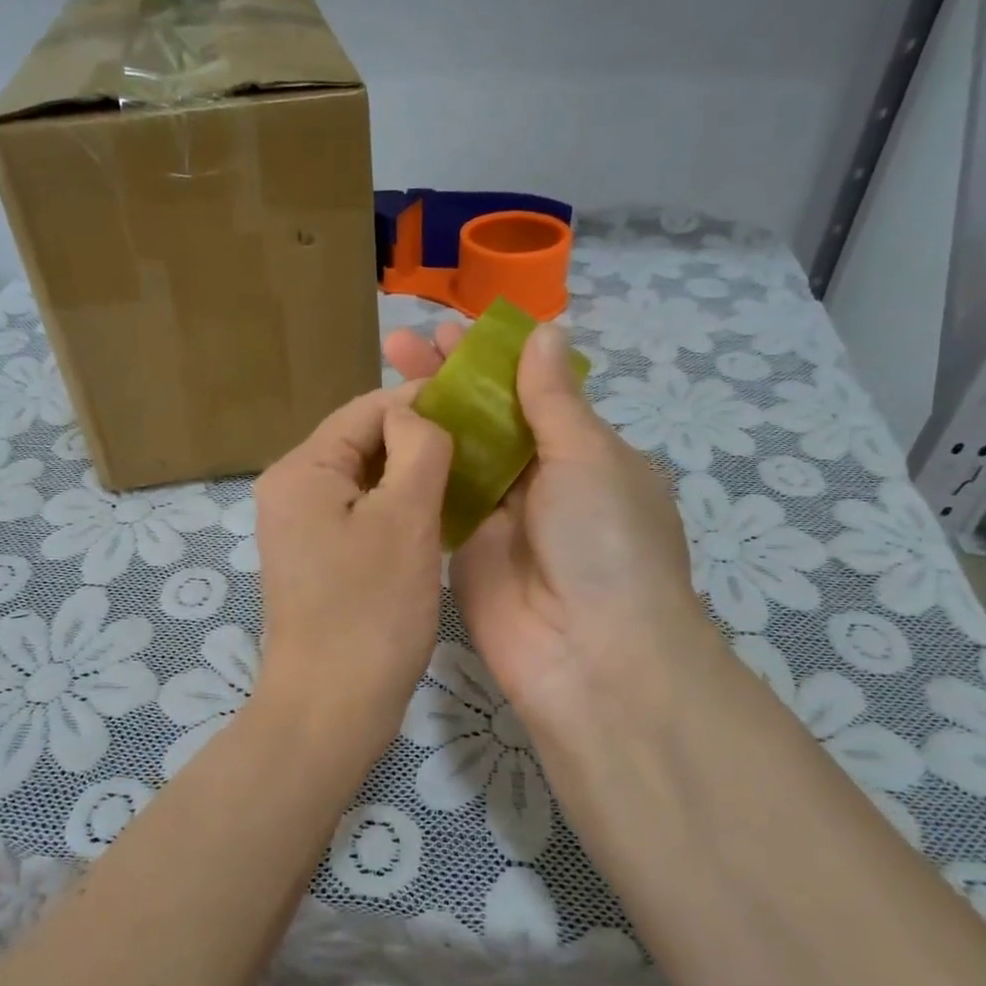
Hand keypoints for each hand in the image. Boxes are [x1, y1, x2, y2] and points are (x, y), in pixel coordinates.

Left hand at [252, 385, 452, 754]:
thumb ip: (417, 449)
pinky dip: (396, 510)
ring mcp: (300, 527)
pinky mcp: (317, 558)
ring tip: (465, 480)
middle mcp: (290, 489)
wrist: (330, 708)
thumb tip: (417, 414)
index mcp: (301, 469)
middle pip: (362, 442)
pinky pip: (360, 514)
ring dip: (411, 477)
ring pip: (365, 480)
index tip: (477, 412)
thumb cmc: (371, 612)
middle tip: (478, 450)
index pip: (366, 409)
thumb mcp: (405, 519)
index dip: (422, 405)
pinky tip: (436, 518)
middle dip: (417, 442)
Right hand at [383, 321, 720, 773]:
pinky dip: (414, 469)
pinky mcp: (464, 551)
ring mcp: (499, 517)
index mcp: (582, 451)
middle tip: (398, 345)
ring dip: (425, 418)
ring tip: (382, 378)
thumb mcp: (587, 456)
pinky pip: (437, 501)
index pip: (530, 390)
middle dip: (447, 380)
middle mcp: (540, 480)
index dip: (490, 357)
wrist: (590, 656)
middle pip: (487, 418)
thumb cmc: (604, 542)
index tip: (447, 328)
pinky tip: (381, 436)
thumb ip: (553, 398)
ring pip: (457, 456)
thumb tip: (545, 329)